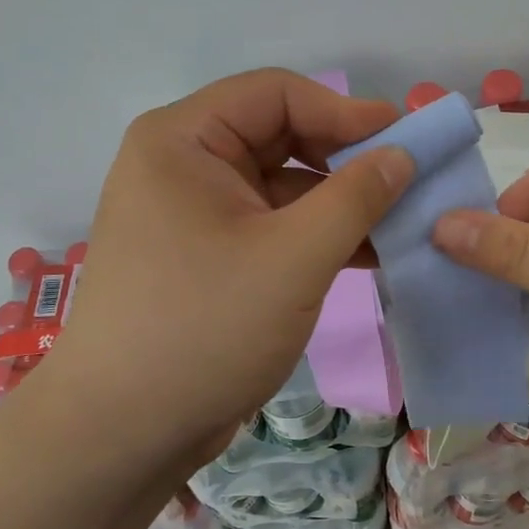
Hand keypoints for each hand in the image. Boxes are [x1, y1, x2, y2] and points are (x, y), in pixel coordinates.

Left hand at [33, 70, 412, 462]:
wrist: (122, 435)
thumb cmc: (204, 328)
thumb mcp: (293, 257)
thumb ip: (356, 197)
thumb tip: (402, 153)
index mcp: (183, 140)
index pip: (275, 94)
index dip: (344, 110)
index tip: (404, 139)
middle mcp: (182, 164)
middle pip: (279, 135)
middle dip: (344, 158)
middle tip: (406, 180)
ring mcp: (193, 212)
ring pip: (280, 184)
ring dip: (338, 201)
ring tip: (399, 222)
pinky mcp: (207, 254)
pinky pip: (271, 224)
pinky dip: (316, 234)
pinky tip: (367, 254)